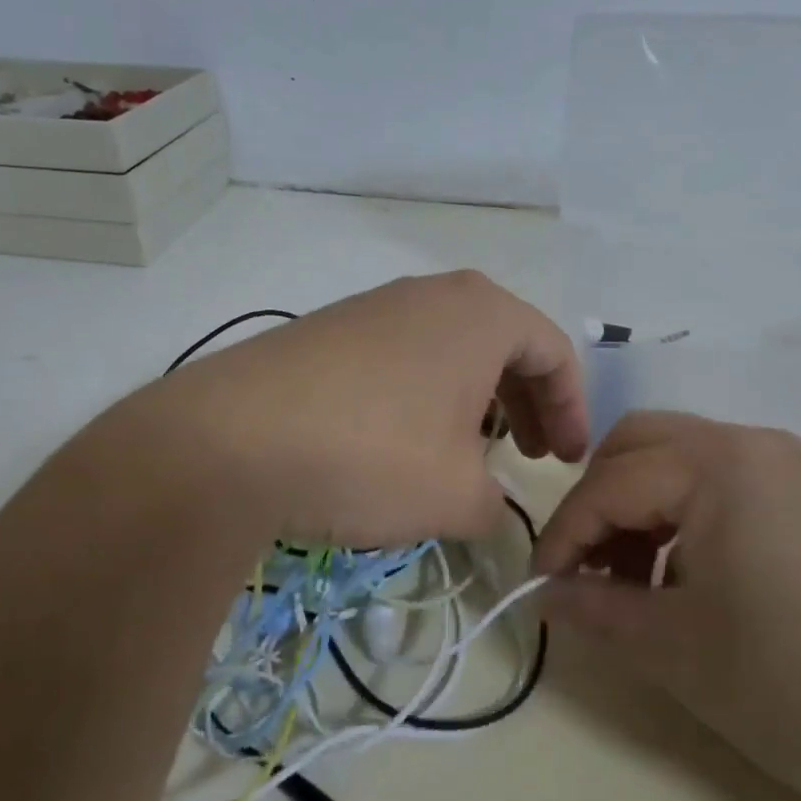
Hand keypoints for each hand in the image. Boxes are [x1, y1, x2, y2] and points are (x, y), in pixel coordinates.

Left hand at [106, 271, 587, 549]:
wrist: (229, 442)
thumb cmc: (372, 455)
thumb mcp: (456, 496)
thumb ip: (494, 504)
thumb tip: (487, 506)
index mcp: (480, 313)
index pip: (552, 351)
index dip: (571, 409)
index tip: (568, 460)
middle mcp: (430, 295)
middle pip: (502, 343)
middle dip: (525, 402)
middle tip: (529, 453)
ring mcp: (372, 307)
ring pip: (448, 348)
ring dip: (473, 398)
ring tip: (467, 451)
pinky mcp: (326, 331)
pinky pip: (399, 356)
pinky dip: (422, 395)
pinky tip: (401, 442)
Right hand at [534, 411, 800, 800]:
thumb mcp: (681, 653)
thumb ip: (598, 611)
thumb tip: (545, 594)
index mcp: (718, 465)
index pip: (609, 484)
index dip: (564, 536)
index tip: (540, 588)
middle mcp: (753, 444)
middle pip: (640, 443)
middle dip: (599, 500)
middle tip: (587, 568)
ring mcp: (792, 466)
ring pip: (682, 458)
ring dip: (642, 506)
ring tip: (637, 583)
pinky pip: (725, 481)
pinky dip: (687, 514)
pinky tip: (692, 578)